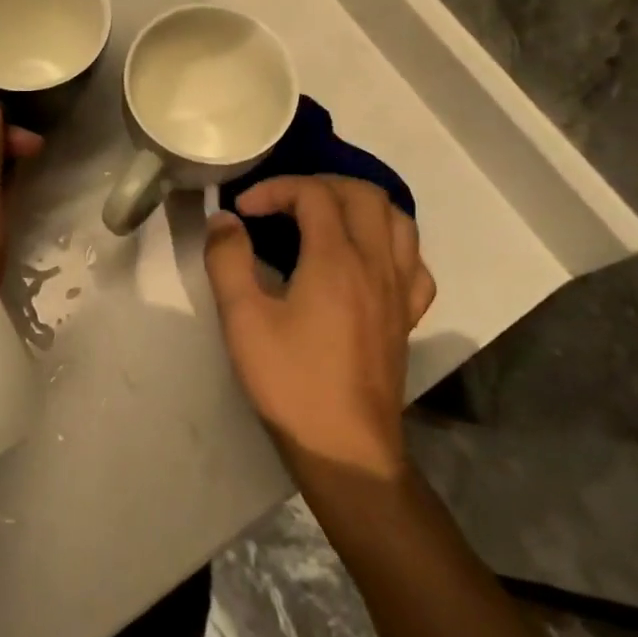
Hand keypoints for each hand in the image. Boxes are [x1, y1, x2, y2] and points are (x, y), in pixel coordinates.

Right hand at [205, 175, 434, 479]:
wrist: (347, 451)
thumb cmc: (292, 383)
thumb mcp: (243, 320)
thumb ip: (228, 260)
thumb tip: (224, 219)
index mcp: (336, 259)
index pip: (313, 193)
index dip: (275, 189)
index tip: (244, 211)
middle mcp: (375, 263)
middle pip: (362, 193)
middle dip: (319, 185)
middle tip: (285, 203)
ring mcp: (398, 290)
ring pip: (398, 220)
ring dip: (360, 205)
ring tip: (326, 218)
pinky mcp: (407, 317)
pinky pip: (413, 261)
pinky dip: (390, 244)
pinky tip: (366, 259)